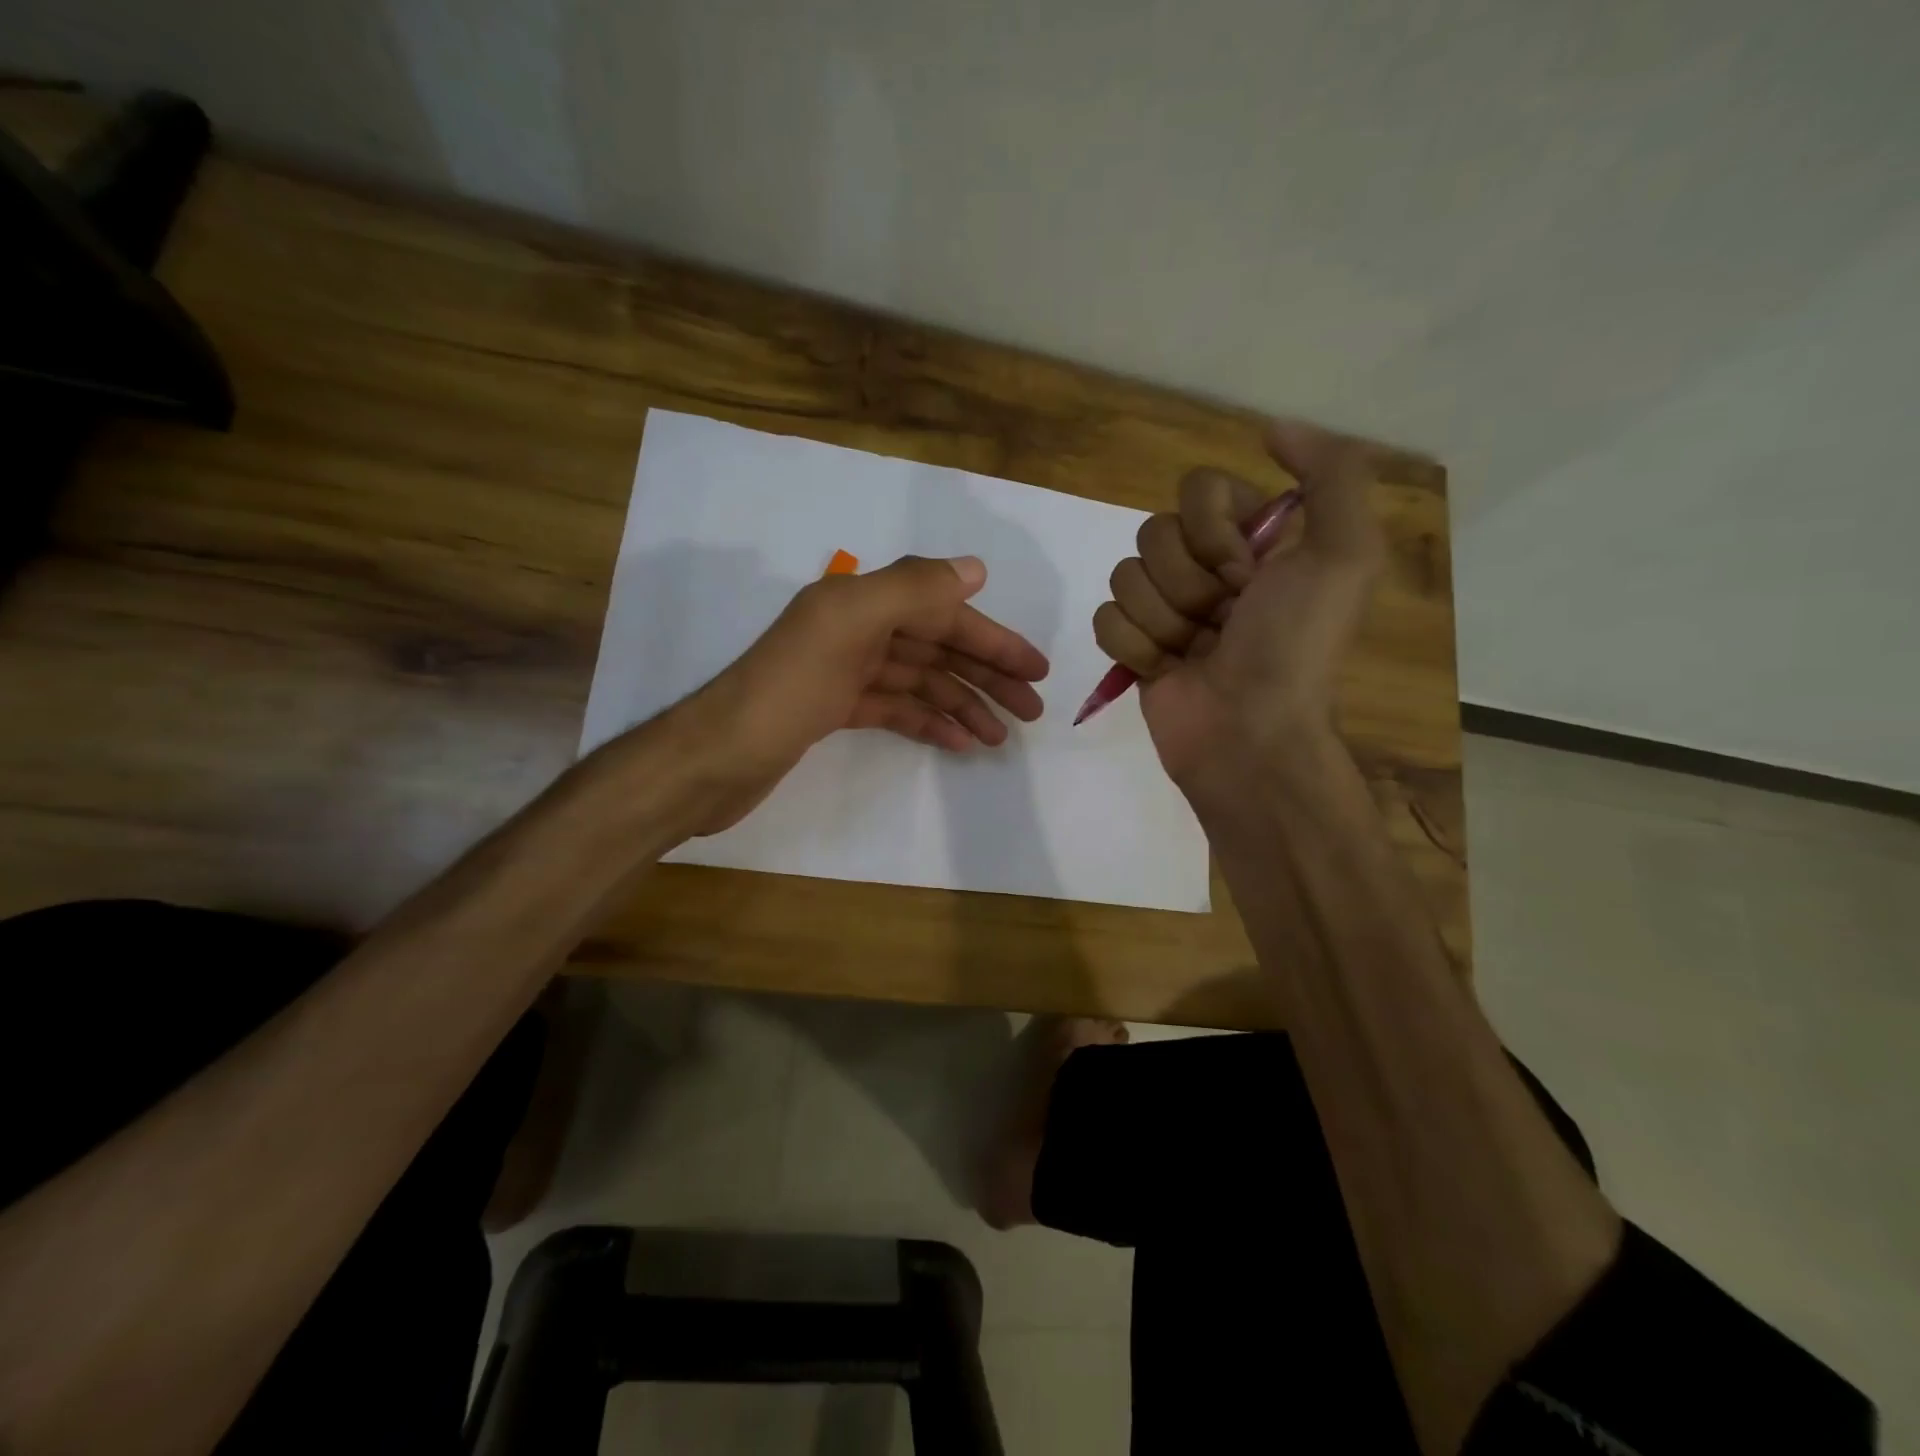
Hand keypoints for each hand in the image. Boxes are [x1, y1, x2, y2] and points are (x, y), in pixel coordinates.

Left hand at [682, 554, 1048, 832]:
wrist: (714, 760)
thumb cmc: (785, 692)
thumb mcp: (848, 626)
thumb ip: (911, 589)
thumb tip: (974, 568)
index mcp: (860, 602)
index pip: (943, 612)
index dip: (992, 639)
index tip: (1036, 671)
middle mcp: (854, 629)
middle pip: (937, 646)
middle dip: (986, 675)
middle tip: (1032, 710)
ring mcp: (844, 672)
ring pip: (920, 680)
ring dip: (963, 704)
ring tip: (1000, 736)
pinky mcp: (834, 711)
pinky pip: (895, 708)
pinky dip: (927, 721)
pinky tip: (957, 743)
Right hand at [1091, 420, 1386, 789]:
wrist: (1249, 735)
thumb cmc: (1294, 647)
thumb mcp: (1345, 555)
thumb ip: (1331, 474)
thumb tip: (1272, 427)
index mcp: (1255, 541)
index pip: (1199, 489)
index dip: (1214, 532)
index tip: (1247, 575)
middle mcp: (1209, 569)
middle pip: (1155, 533)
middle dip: (1188, 583)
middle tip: (1223, 621)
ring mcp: (1168, 609)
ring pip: (1125, 576)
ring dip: (1163, 620)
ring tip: (1195, 652)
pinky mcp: (1135, 646)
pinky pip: (1106, 619)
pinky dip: (1134, 647)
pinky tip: (1165, 670)